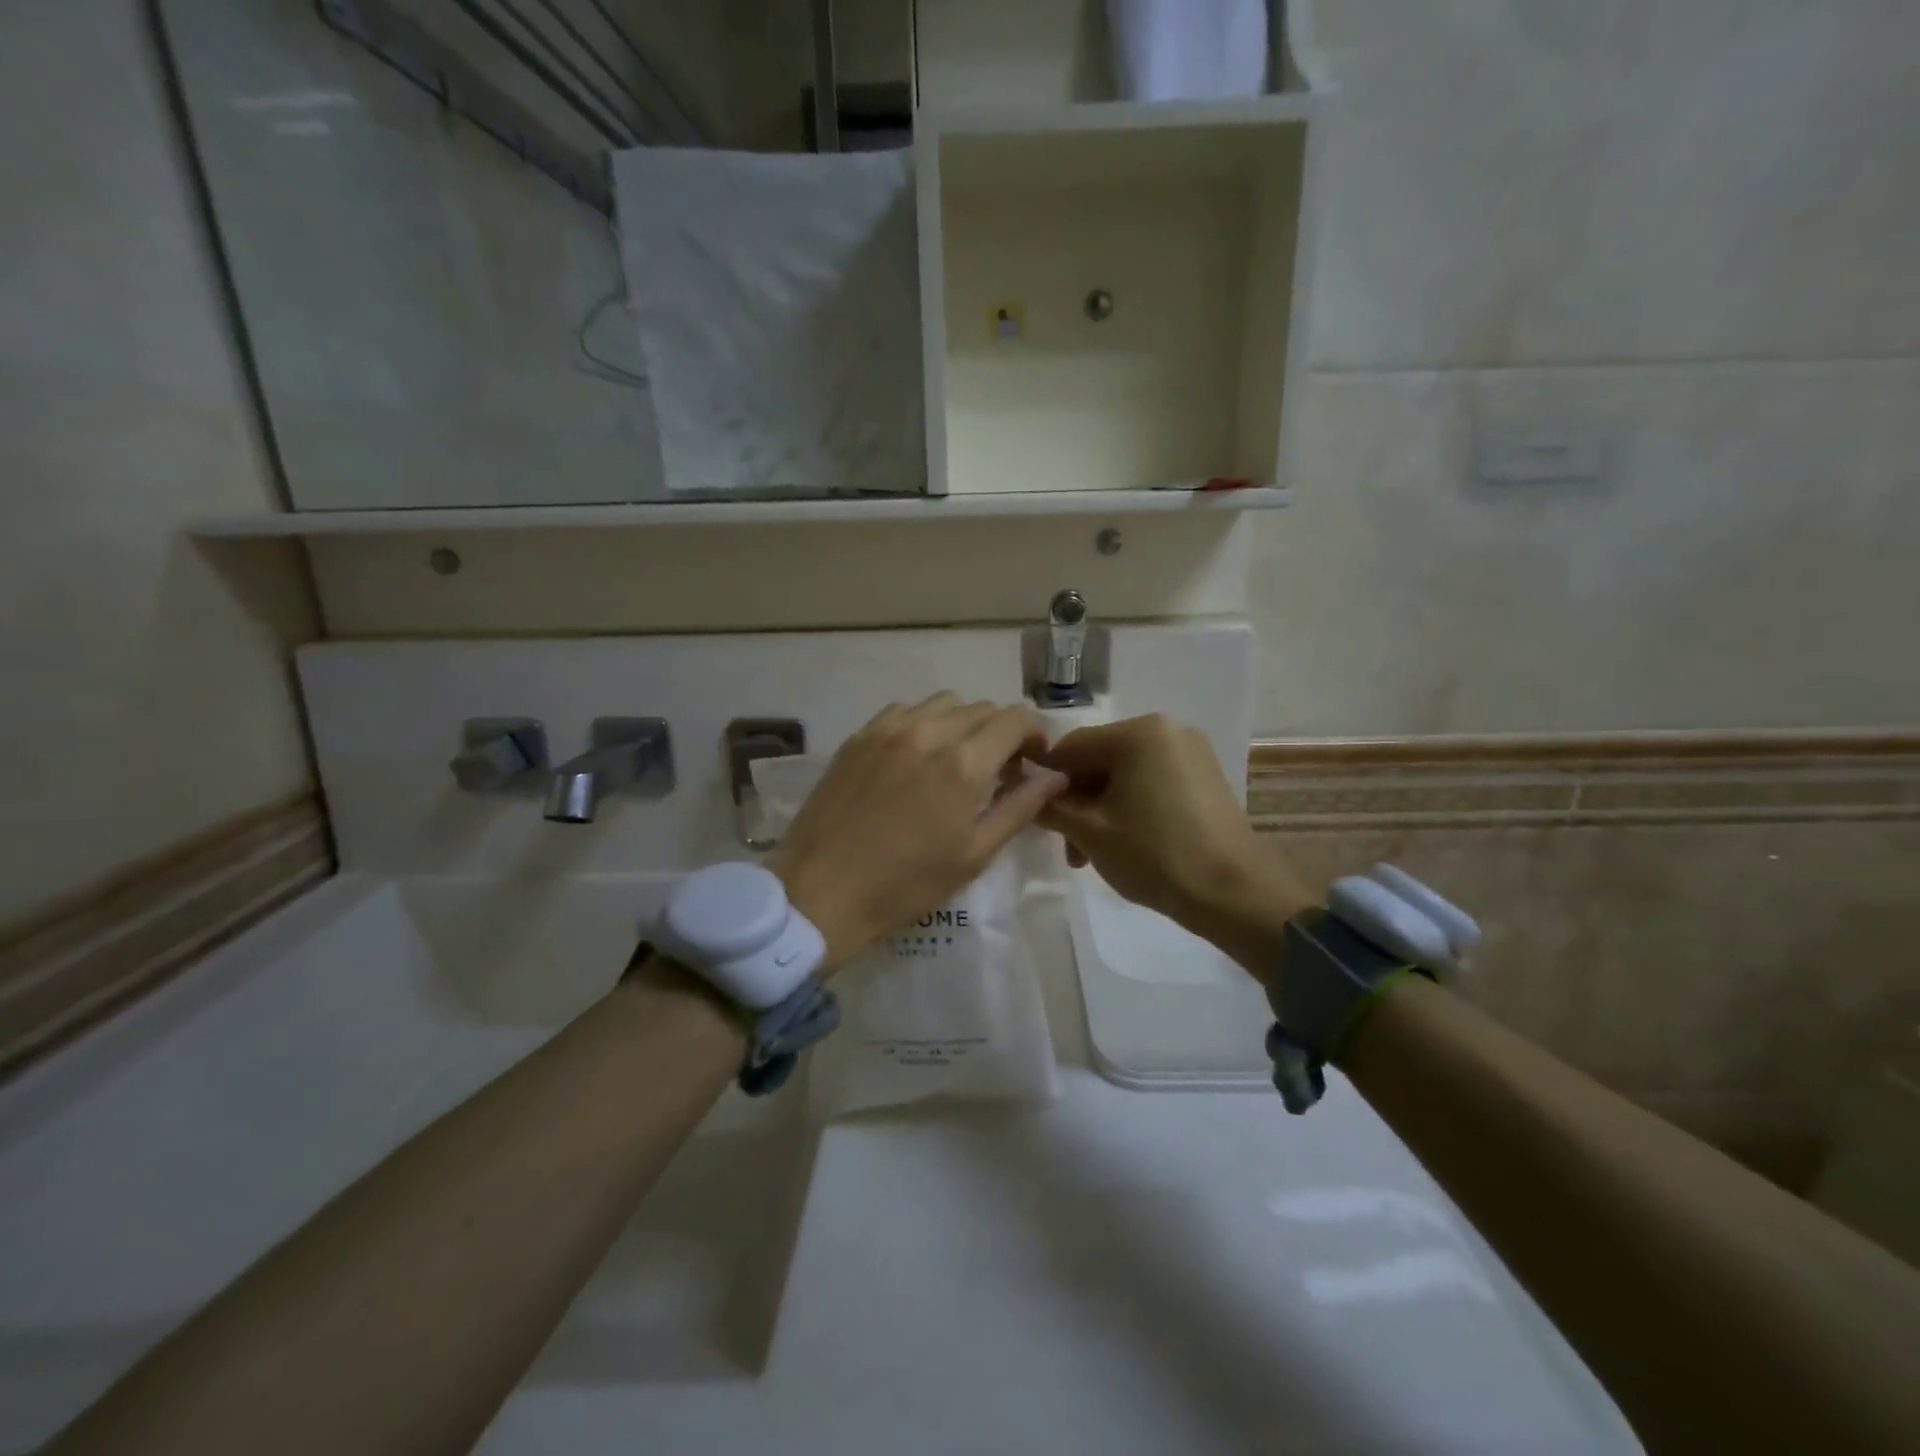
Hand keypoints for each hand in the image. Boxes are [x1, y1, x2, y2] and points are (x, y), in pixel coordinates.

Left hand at [770, 694, 1066, 972]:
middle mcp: (928, 732)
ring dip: (962, 724)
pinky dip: (923, 724)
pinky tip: (916, 757)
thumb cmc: (906, 884)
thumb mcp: (974, 854)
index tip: (1033, 761)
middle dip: (1001, 733)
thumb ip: (1020, 808)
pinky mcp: (858, 737)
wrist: (822, 893)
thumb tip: (1056, 778)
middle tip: (998, 771)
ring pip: (942, 704)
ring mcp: (887, 730)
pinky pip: (903, 711)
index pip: (1015, 719)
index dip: (1034, 734)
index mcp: (963, 763)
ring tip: (956, 760)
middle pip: (982, 709)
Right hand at [1039, 715, 1312, 975]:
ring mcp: (1191, 753)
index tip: (1032, 814)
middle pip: (1099, 760)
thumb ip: (1051, 806)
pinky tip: (1124, 843)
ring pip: (1125, 774)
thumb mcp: (1090, 831)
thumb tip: (1026, 792)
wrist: (1235, 892)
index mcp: (1138, 732)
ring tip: (1091, 855)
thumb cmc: (1155, 854)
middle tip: (1067, 846)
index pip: (1070, 747)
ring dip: (1100, 809)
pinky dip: (1130, 807)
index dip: (1044, 780)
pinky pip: (1152, 783)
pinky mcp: (1205, 778)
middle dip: (1077, 801)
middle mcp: (1167, 730)